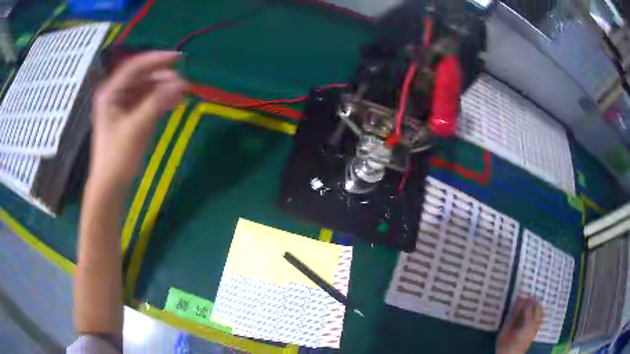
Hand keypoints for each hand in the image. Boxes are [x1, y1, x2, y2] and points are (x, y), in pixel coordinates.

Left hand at [90, 51, 187, 190]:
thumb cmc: (117, 157)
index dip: (156, 59)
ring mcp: (123, 106)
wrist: (111, 185)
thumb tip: (181, 83)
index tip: (178, 58)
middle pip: (142, 77)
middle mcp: (116, 95)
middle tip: (182, 83)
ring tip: (180, 95)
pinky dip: (160, 101)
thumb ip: (157, 103)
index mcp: (110, 93)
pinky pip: (147, 102)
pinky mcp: (130, 117)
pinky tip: (172, 103)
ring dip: (163, 90)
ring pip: (146, 89)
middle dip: (162, 78)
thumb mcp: (136, 128)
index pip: (134, 67)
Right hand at [496, 296, 543, 353]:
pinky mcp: (537, 330)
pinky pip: (541, 317)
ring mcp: (537, 327)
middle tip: (524, 297)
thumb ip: (513, 315)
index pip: (530, 306)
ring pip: (541, 311)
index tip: (520, 295)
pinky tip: (532, 311)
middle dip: (532, 300)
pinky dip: (538, 311)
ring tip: (529, 303)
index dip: (525, 299)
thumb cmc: (505, 345)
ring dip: (536, 305)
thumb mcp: (505, 331)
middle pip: (538, 307)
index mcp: (527, 324)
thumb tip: (518, 300)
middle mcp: (535, 324)